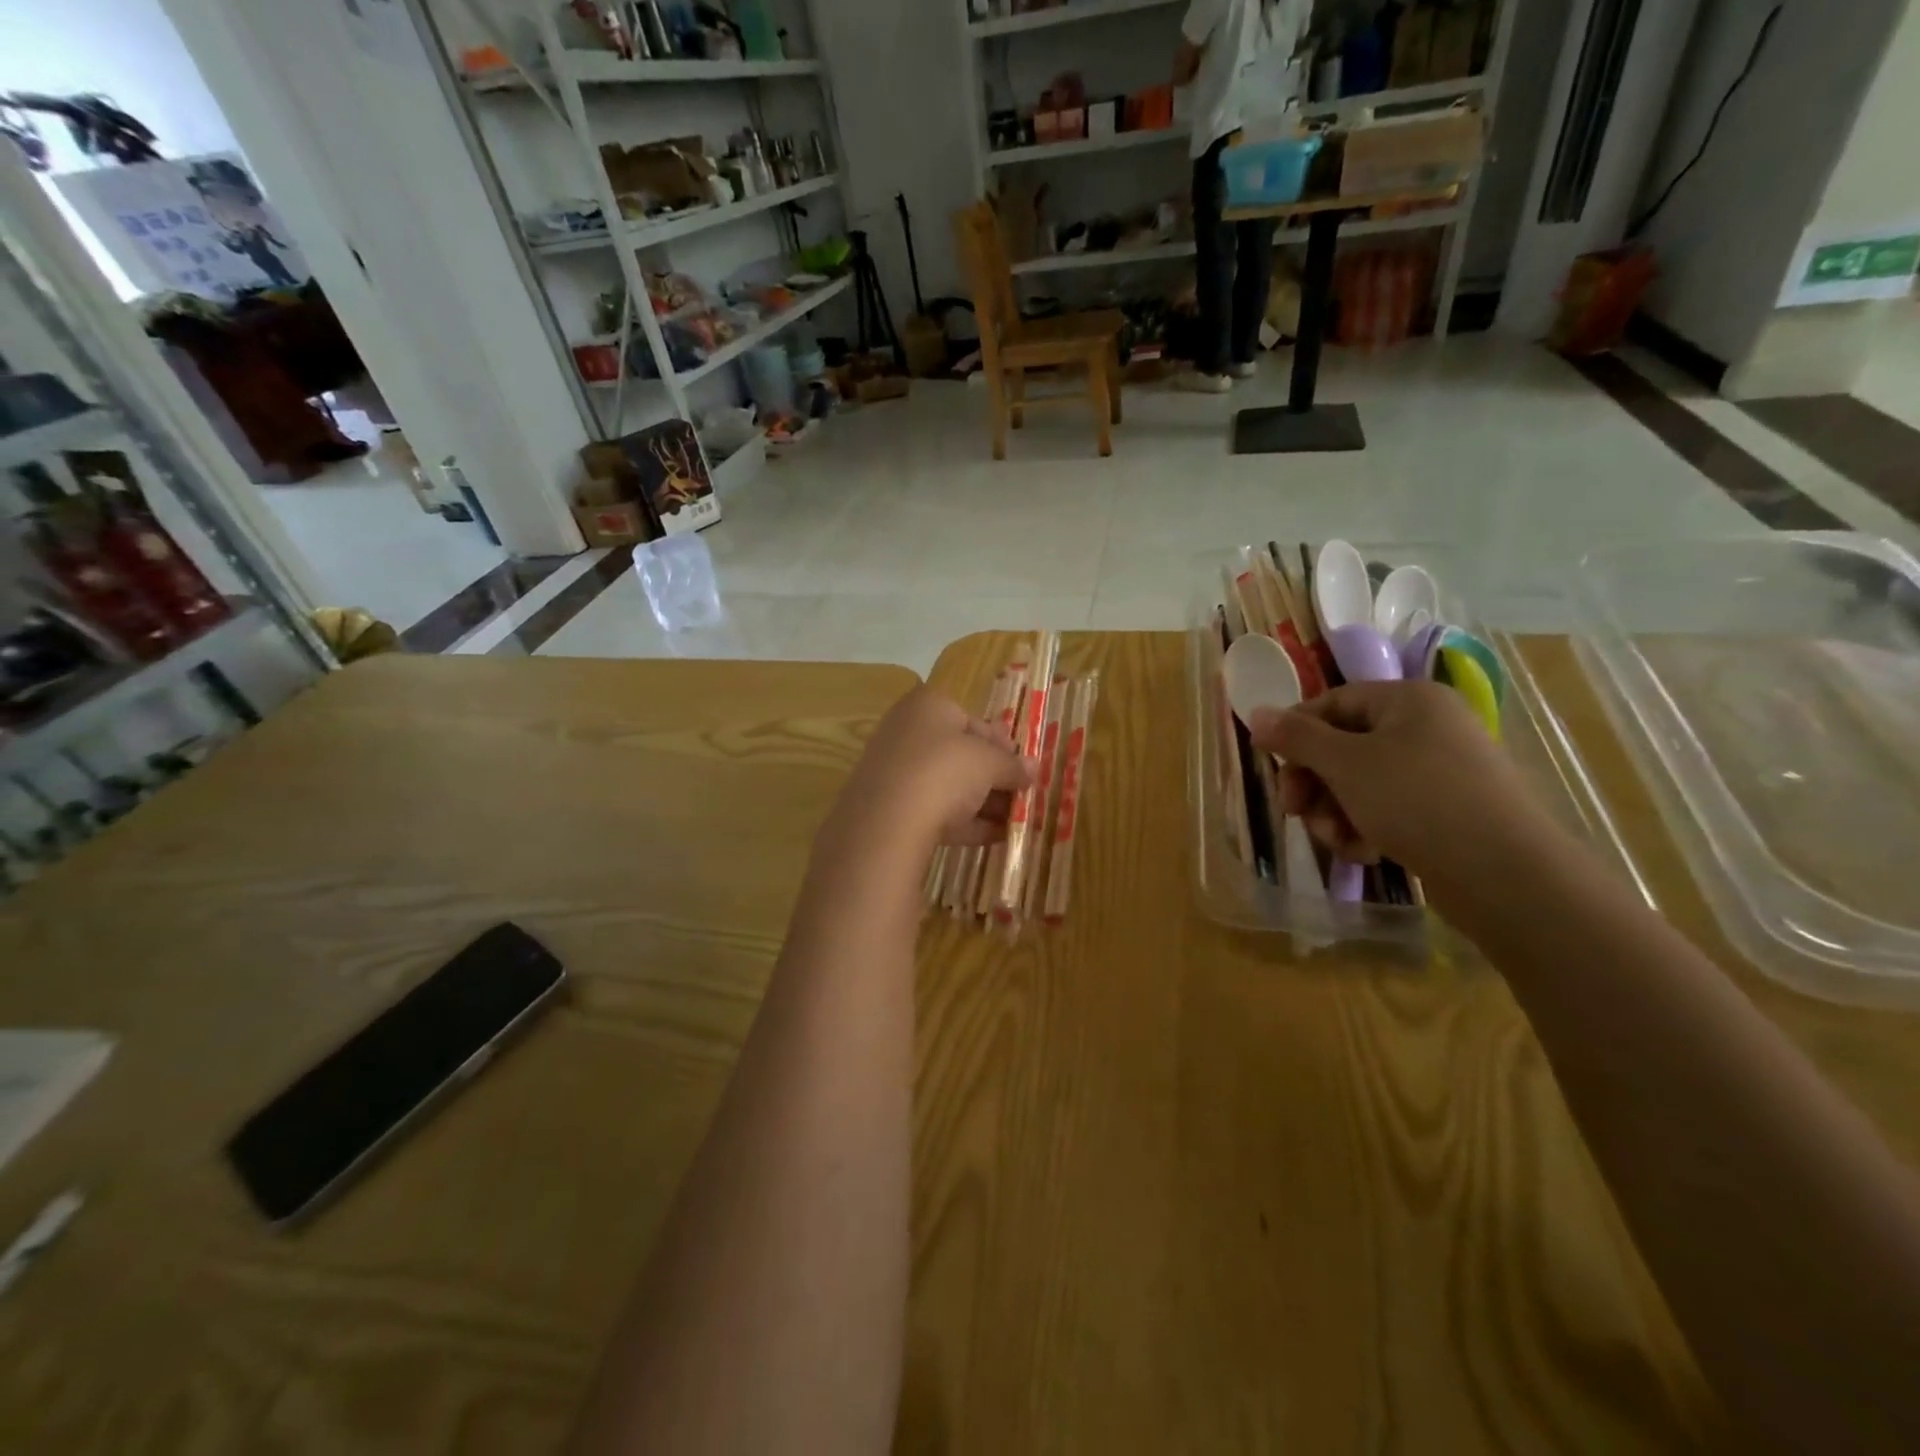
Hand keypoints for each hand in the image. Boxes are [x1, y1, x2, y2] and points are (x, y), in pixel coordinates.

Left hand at [828, 685, 1036, 854]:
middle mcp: (906, 732)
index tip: (1024, 765)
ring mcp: (895, 772)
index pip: (972, 719)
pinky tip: (994, 838)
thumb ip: (1013, 766)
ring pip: (948, 785)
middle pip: (959, 754)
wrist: (888, 822)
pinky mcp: (890, 810)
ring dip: (983, 802)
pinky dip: (965, 823)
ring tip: (1015, 821)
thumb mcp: (990, 764)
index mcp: (928, 706)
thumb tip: (1033, 769)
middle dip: (994, 776)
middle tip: (1022, 795)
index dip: (1002, 743)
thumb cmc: (944, 771)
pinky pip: (935, 811)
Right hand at [1248, 681, 1554, 875]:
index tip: (1272, 766)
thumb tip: (1256, 713)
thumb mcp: (1345, 764)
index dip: (1295, 732)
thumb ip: (1296, 737)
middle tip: (1296, 811)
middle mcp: (1427, 726)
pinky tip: (1365, 853)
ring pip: (1361, 782)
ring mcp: (1440, 769)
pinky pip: (1388, 807)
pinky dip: (1367, 828)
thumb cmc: (1416, 800)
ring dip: (1336, 812)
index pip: (1332, 702)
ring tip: (1338, 841)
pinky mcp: (1446, 809)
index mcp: (1408, 700)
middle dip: (1315, 783)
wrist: (1505, 873)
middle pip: (1343, 746)